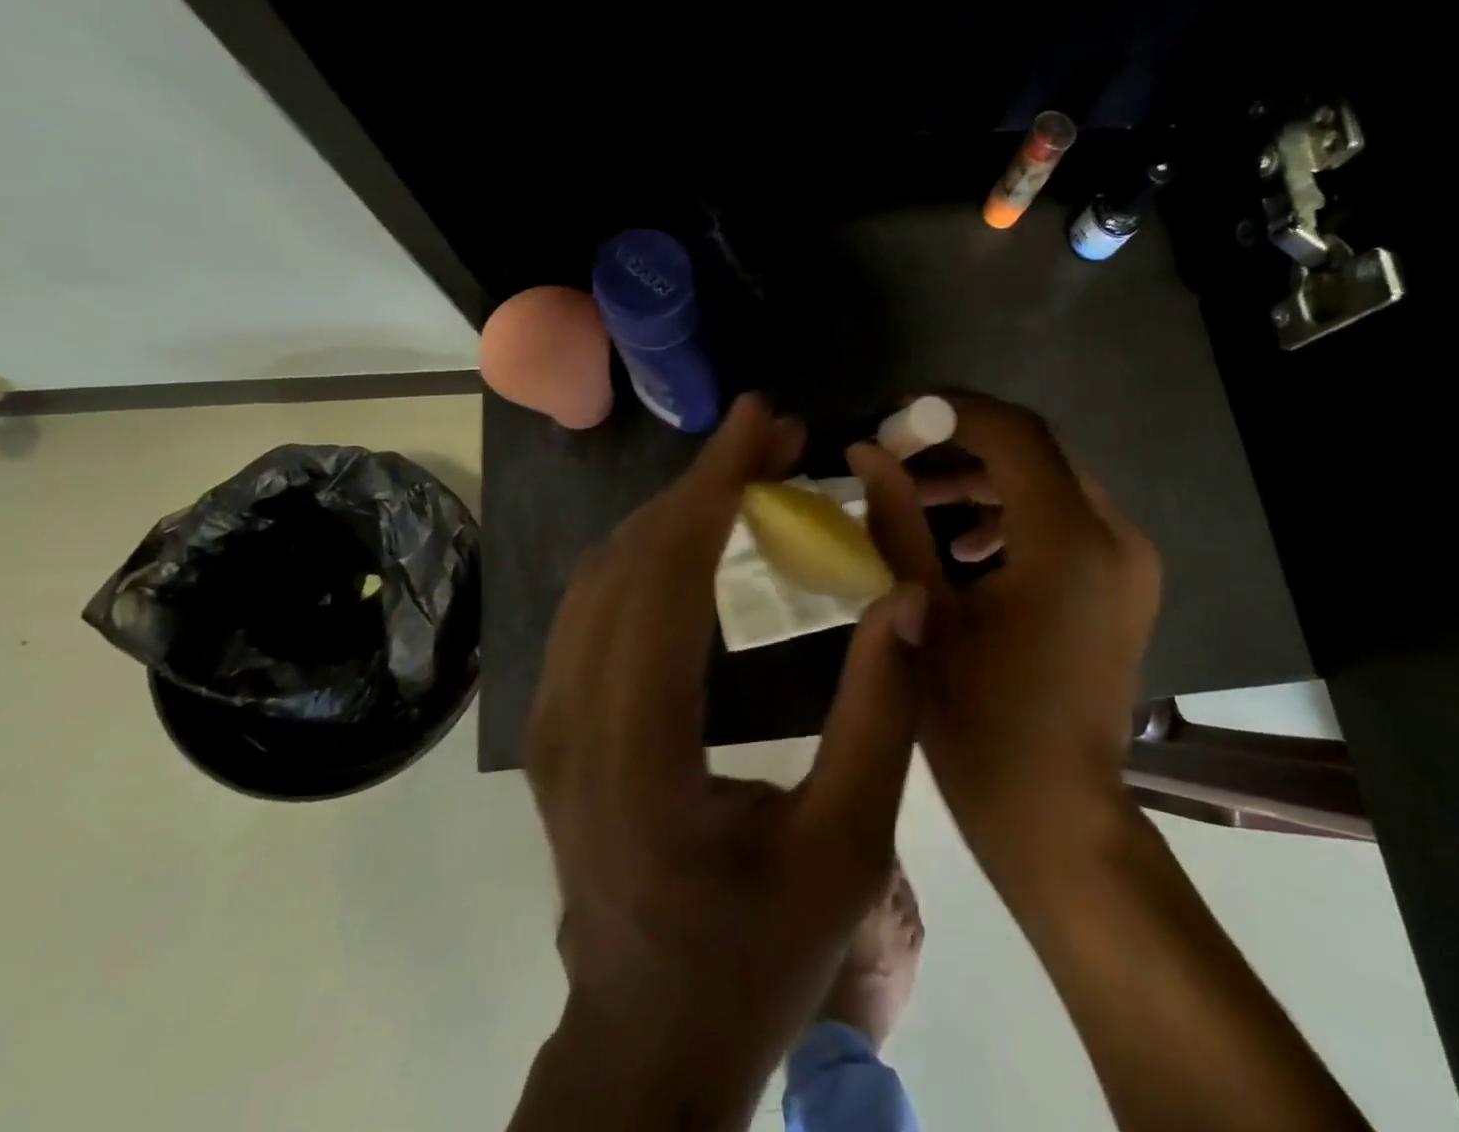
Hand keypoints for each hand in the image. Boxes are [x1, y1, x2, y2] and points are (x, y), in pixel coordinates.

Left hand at [516, 395, 926, 1131]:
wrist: (650, 1037)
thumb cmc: (757, 955)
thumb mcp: (848, 850)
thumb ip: (882, 716)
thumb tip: (909, 597)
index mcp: (639, 761)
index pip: (666, 583)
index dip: (715, 486)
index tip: (763, 421)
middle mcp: (572, 726)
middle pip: (629, 562)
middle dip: (704, 482)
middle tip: (775, 438)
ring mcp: (550, 722)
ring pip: (603, 573)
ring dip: (677, 509)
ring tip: (749, 472)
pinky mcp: (555, 720)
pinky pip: (596, 603)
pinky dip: (652, 547)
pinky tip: (702, 532)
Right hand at [852, 392, 1161, 890]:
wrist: (1057, 818)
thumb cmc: (981, 724)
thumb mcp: (924, 612)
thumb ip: (895, 520)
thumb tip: (865, 452)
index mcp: (1069, 542)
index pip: (1014, 433)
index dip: (949, 415)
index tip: (893, 424)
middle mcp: (1114, 536)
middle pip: (1035, 450)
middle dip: (961, 445)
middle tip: (897, 460)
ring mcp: (1128, 561)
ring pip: (1050, 481)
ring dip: (983, 480)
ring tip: (917, 502)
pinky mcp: (1123, 584)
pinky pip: (1065, 519)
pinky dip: (1011, 514)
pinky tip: (963, 548)